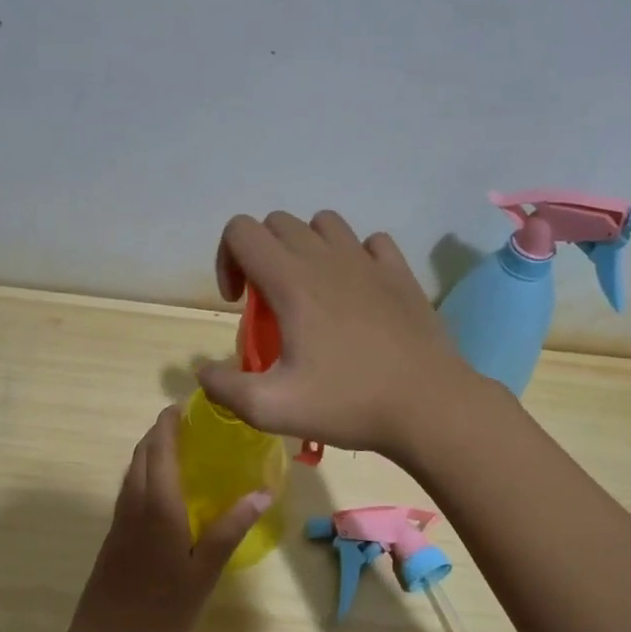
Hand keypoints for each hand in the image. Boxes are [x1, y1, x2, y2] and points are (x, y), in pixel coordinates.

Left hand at [60, 407, 269, 631]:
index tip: (182, 406)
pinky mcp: (113, 540)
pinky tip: (160, 492)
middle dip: (158, 434)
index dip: (168, 425)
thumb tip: (262, 492)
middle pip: (140, 456)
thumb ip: (229, 530)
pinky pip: (128, 492)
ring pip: (131, 474)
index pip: (159, 451)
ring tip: (174, 450)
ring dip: (148, 453)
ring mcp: (119, 523)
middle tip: (184, 424)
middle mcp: (133, 506)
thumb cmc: (162, 611)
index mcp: (157, 507)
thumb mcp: (203, 573)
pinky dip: (143, 476)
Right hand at [198, 210, 481, 458]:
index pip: (241, 230)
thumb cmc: (347, 404)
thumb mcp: (270, 408)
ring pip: (324, 223)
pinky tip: (356, 293)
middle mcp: (328, 258)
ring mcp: (369, 261)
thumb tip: (202, 370)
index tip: (239, 304)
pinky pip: (369, 242)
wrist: (428, 406)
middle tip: (270, 305)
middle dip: (261, 255)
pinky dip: (353, 257)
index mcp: (292, 281)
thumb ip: (224, 387)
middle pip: (278, 223)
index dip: (227, 260)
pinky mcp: (401, 273)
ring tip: (310, 293)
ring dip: (306, 248)